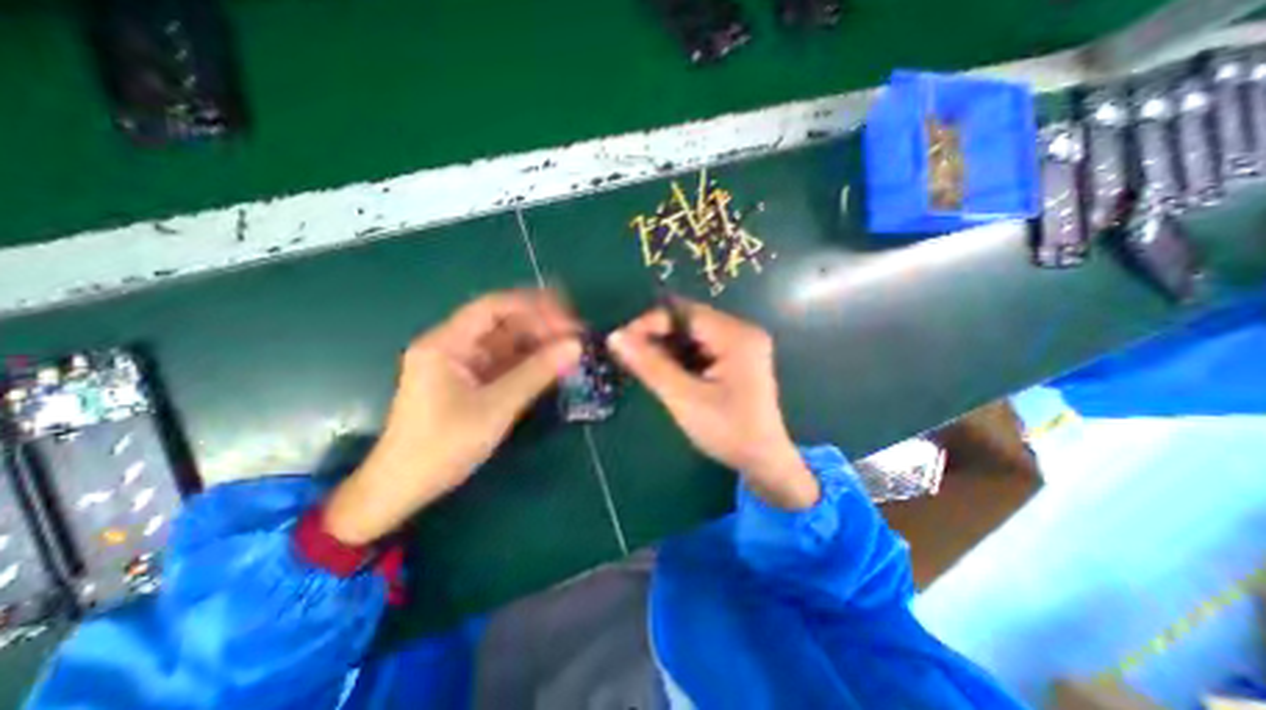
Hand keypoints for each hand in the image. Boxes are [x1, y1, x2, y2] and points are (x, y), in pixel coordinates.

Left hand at [325, 289, 581, 544]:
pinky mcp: (471, 381)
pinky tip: (552, 366)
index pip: (495, 307)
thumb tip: (575, 346)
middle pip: (503, 323)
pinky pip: (505, 363)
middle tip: (576, 336)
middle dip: (540, 326)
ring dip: (538, 344)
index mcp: (447, 343)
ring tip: (571, 349)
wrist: (402, 488)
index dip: (534, 307)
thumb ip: (537, 373)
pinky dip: (529, 363)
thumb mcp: (496, 408)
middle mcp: (453, 345)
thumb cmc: (443, 446)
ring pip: (507, 343)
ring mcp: (462, 364)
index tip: (568, 319)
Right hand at [610, 300, 822, 510]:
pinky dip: (679, 357)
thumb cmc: (728, 431)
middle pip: (688, 321)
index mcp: (735, 336)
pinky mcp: (735, 357)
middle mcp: (740, 331)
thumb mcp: (684, 398)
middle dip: (657, 336)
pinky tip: (667, 373)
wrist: (763, 461)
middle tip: (630, 357)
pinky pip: (699, 347)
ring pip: (691, 334)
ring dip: (666, 348)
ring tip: (645, 367)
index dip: (650, 323)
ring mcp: (739, 344)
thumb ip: (650, 365)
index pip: (684, 313)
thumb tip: (615, 337)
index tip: (622, 342)